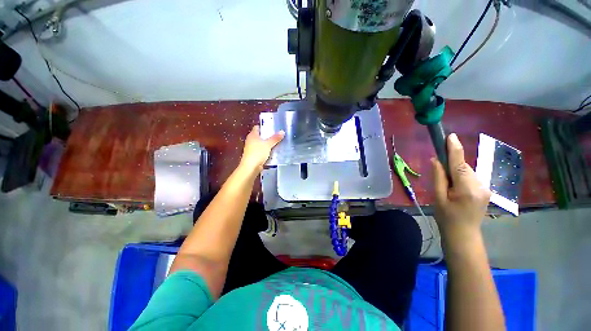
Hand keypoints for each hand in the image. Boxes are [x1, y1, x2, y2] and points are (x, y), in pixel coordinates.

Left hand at [240, 125, 284, 172]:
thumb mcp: (268, 144)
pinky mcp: (254, 155)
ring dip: (268, 144)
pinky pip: (262, 151)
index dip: (265, 127)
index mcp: (252, 135)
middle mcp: (251, 140)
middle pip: (260, 136)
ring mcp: (252, 148)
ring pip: (261, 144)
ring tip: (278, 143)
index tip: (273, 127)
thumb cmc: (257, 153)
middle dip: (268, 136)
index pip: (258, 127)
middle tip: (278, 135)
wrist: (250, 167)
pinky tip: (274, 152)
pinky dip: (267, 151)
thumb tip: (282, 131)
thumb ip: (275, 138)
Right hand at [432, 133, 490, 242]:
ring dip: (456, 173)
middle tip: (440, 175)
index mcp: (466, 189)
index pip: (459, 164)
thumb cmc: (446, 218)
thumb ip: (438, 178)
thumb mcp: (438, 198)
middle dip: (451, 165)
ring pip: (467, 172)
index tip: (451, 136)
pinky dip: (461, 177)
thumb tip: (436, 160)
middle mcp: (480, 186)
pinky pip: (471, 177)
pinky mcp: (486, 190)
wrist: (464, 235)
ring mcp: (485, 188)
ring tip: (448, 187)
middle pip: (463, 167)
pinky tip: (456, 189)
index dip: (454, 149)